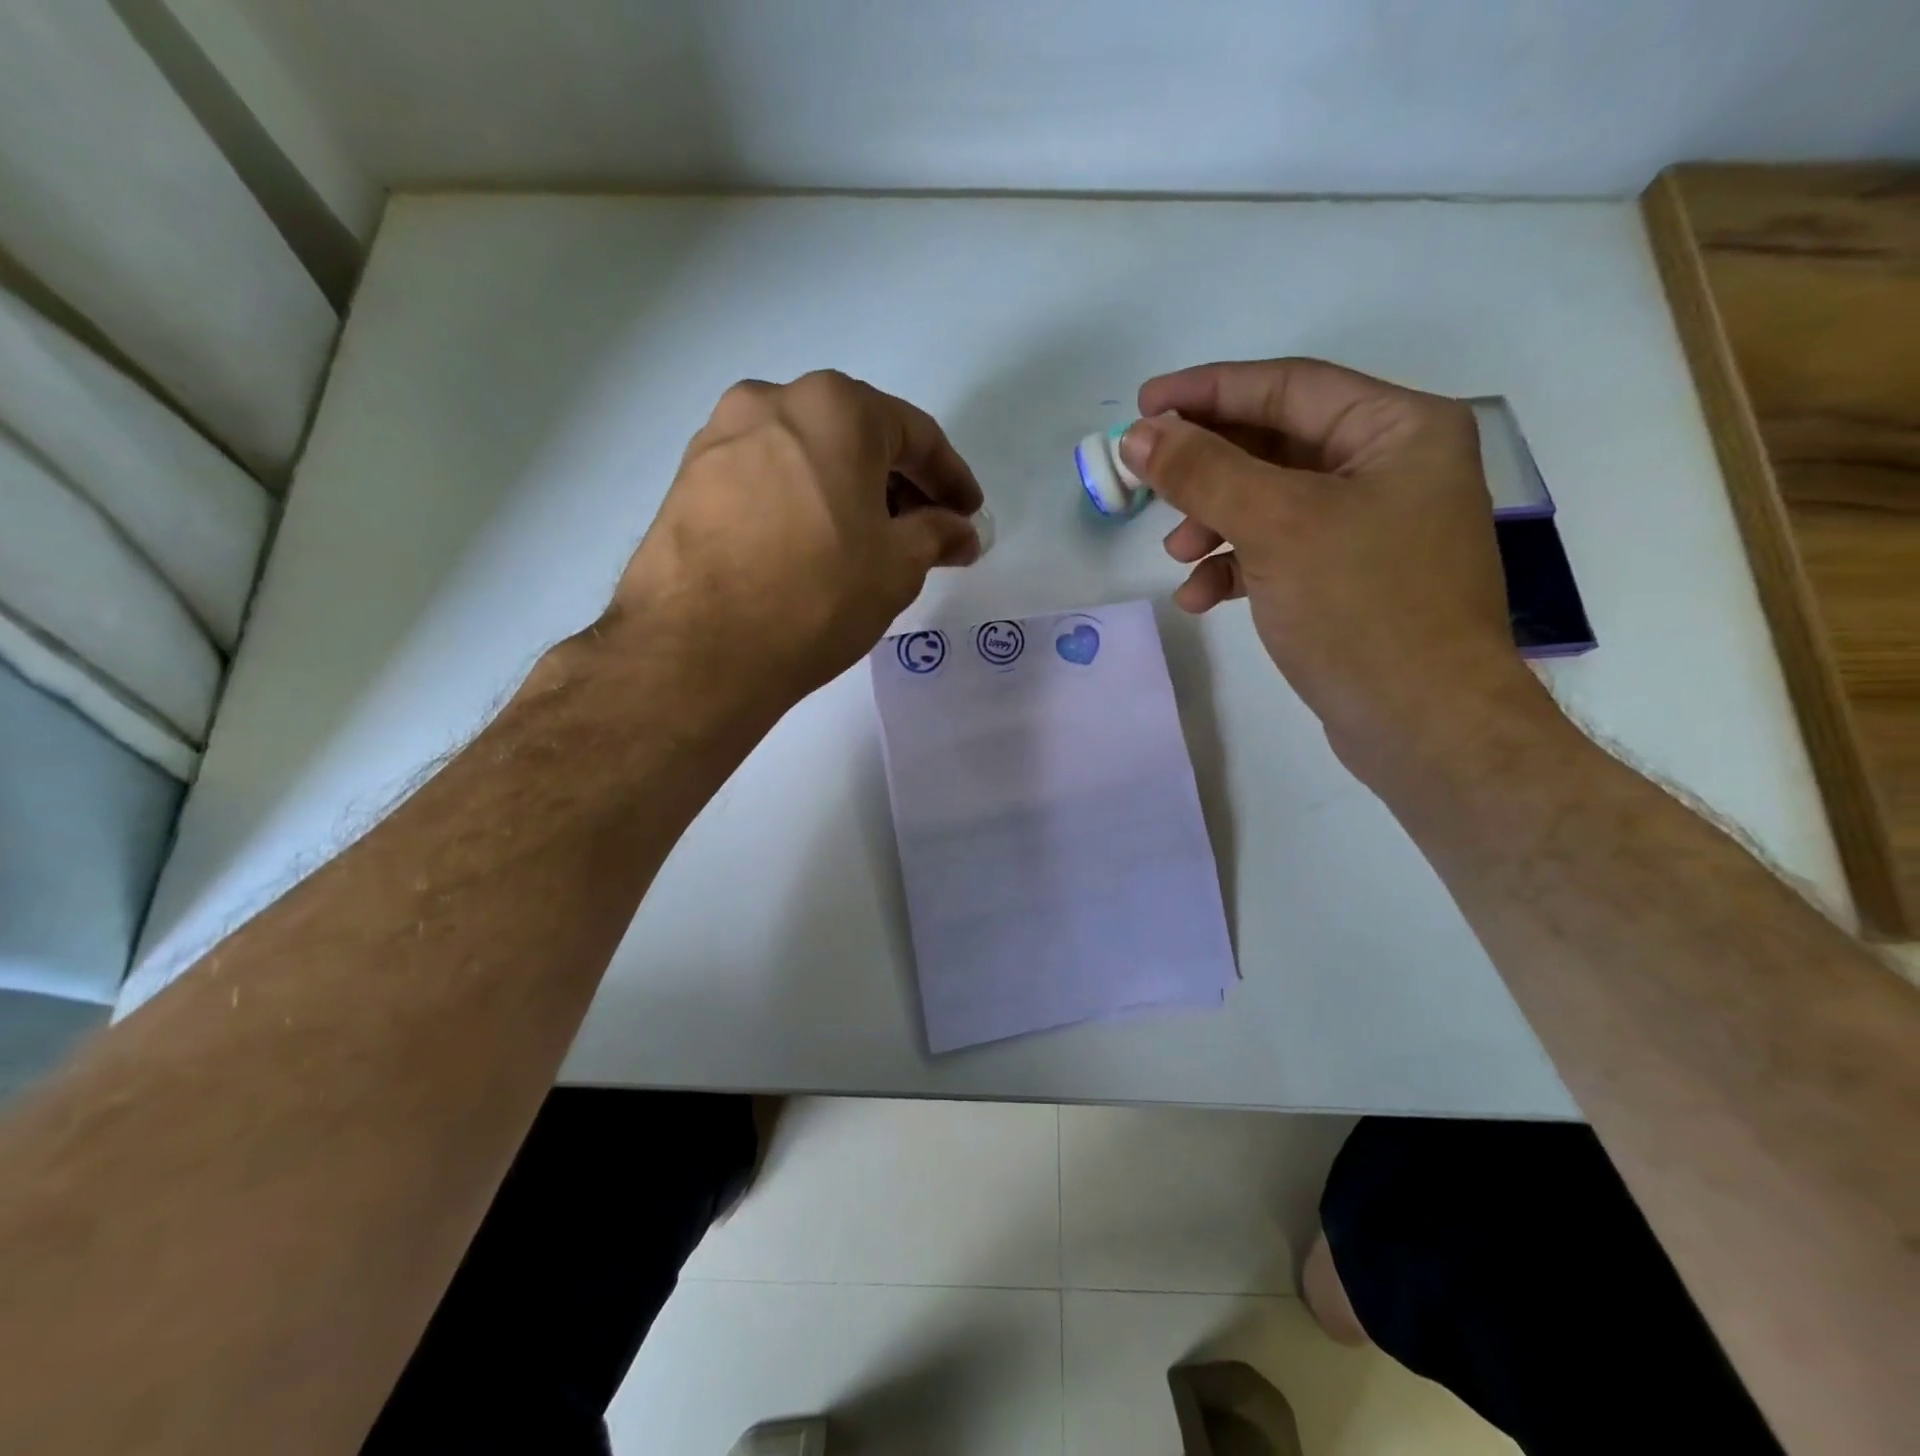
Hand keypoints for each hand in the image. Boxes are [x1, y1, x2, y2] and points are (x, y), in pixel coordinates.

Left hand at [613, 370, 984, 716]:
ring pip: (807, 457)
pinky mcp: (687, 479)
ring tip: (866, 546)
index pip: (915, 434)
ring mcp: (720, 438)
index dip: (951, 478)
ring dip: (847, 493)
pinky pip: (765, 480)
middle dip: (898, 485)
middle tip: (923, 534)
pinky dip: (800, 504)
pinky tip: (810, 549)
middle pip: (856, 437)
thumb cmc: (816, 595)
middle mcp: (772, 401)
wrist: (697, 650)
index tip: (968, 515)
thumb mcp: (897, 567)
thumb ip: (937, 536)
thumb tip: (960, 531)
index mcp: (835, 408)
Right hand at [1121, 359, 1544, 778]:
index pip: (1287, 387)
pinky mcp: (1350, 578)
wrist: (1423, 724)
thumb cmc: (1362, 608)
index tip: (1142, 405)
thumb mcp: (1276, 527)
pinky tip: (1200, 597)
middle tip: (1146, 480)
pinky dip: (1235, 566)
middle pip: (1275, 445)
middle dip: (1206, 468)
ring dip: (1214, 523)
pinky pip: (1279, 551)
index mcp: (1398, 429)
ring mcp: (1372, 526)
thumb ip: (1204, 473)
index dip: (1208, 392)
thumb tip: (1139, 437)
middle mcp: (1391, 467)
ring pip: (1271, 502)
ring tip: (1176, 554)